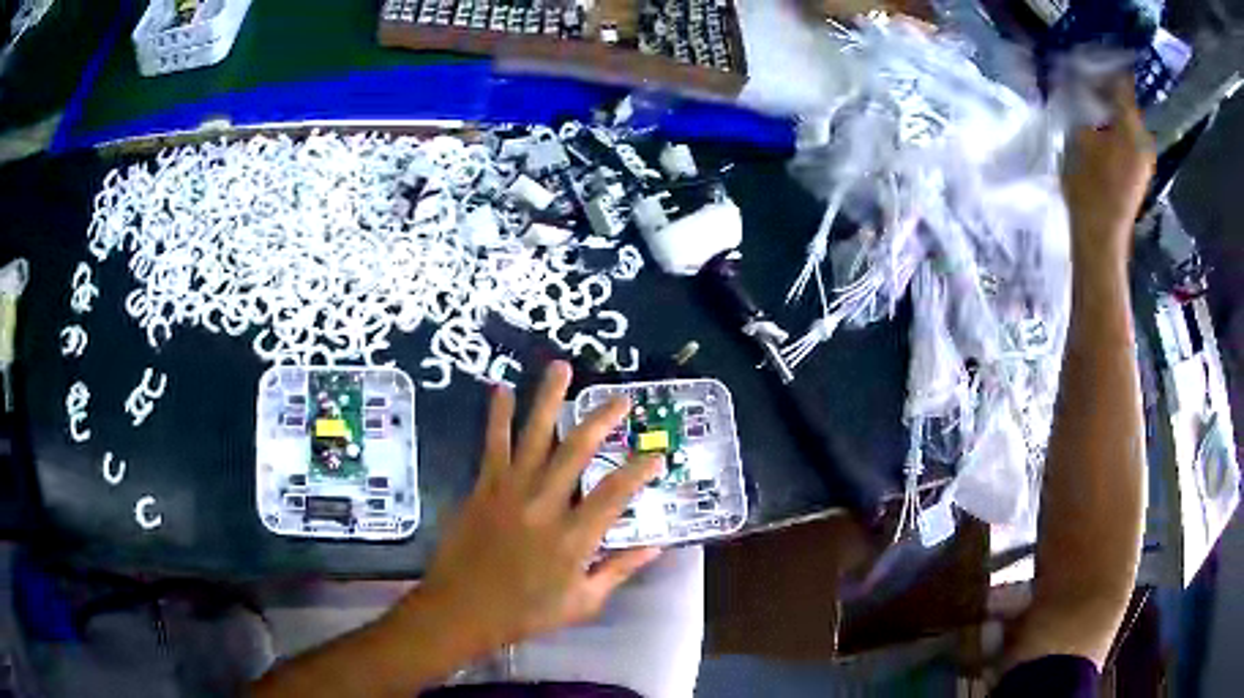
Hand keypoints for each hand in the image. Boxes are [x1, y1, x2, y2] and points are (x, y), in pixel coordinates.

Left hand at [413, 361, 662, 653]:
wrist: (462, 610)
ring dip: (549, 399)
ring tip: (561, 367)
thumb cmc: (525, 613)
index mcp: (574, 537)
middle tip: (621, 399)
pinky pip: (493, 445)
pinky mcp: (483, 488)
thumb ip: (618, 571)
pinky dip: (497, 416)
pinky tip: (501, 390)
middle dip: (602, 420)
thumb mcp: (582, 603)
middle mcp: (545, 505)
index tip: (657, 453)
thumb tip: (655, 547)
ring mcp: (510, 491)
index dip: (641, 469)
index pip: (616, 492)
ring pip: (535, 436)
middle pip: (578, 451)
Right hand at [1062, 78, 1155, 266]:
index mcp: (1132, 127)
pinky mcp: (1139, 172)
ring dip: (1110, 109)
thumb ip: (1084, 106)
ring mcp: (1144, 158)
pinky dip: (1115, 128)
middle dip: (1107, 88)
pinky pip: (1129, 138)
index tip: (1091, 56)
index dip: (1107, 66)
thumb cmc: (1089, 185)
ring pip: (1127, 120)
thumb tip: (1083, 85)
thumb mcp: (1080, 136)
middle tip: (1085, 79)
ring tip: (1090, 103)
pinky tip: (1100, 128)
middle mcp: (1144, 139)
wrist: (1101, 236)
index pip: (1123, 82)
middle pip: (1127, 101)